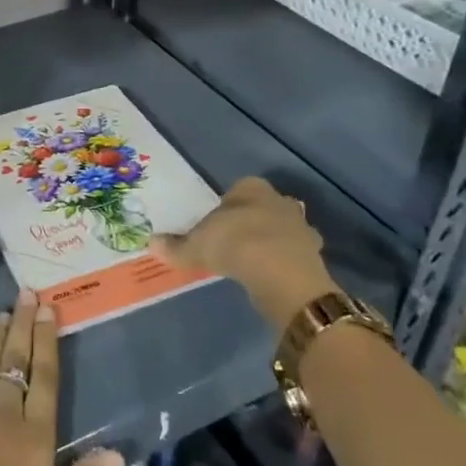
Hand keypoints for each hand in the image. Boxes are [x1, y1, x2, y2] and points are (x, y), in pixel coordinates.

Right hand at [152, 176, 339, 329]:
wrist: (280, 274)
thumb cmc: (234, 244)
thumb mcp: (196, 246)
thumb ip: (176, 246)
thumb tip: (151, 243)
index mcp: (251, 188)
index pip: (240, 188)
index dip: (228, 204)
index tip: (217, 223)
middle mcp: (280, 201)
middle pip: (265, 206)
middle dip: (255, 220)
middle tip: (236, 240)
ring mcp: (302, 228)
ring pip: (284, 230)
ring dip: (273, 242)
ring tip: (254, 261)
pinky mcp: (314, 255)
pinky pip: (295, 255)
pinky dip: (285, 264)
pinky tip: (271, 277)